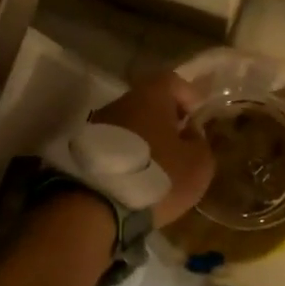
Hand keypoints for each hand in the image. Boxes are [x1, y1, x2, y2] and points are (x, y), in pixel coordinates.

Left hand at [90, 72, 214, 226]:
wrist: (99, 205)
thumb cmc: (159, 175)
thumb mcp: (198, 164)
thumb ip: (200, 142)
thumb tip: (191, 132)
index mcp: (151, 96)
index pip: (173, 81)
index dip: (189, 96)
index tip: (197, 118)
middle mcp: (121, 102)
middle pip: (148, 102)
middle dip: (165, 120)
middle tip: (179, 144)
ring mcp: (97, 124)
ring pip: (129, 124)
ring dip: (144, 139)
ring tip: (157, 166)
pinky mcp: (83, 149)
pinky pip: (113, 145)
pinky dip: (126, 155)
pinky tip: (135, 178)